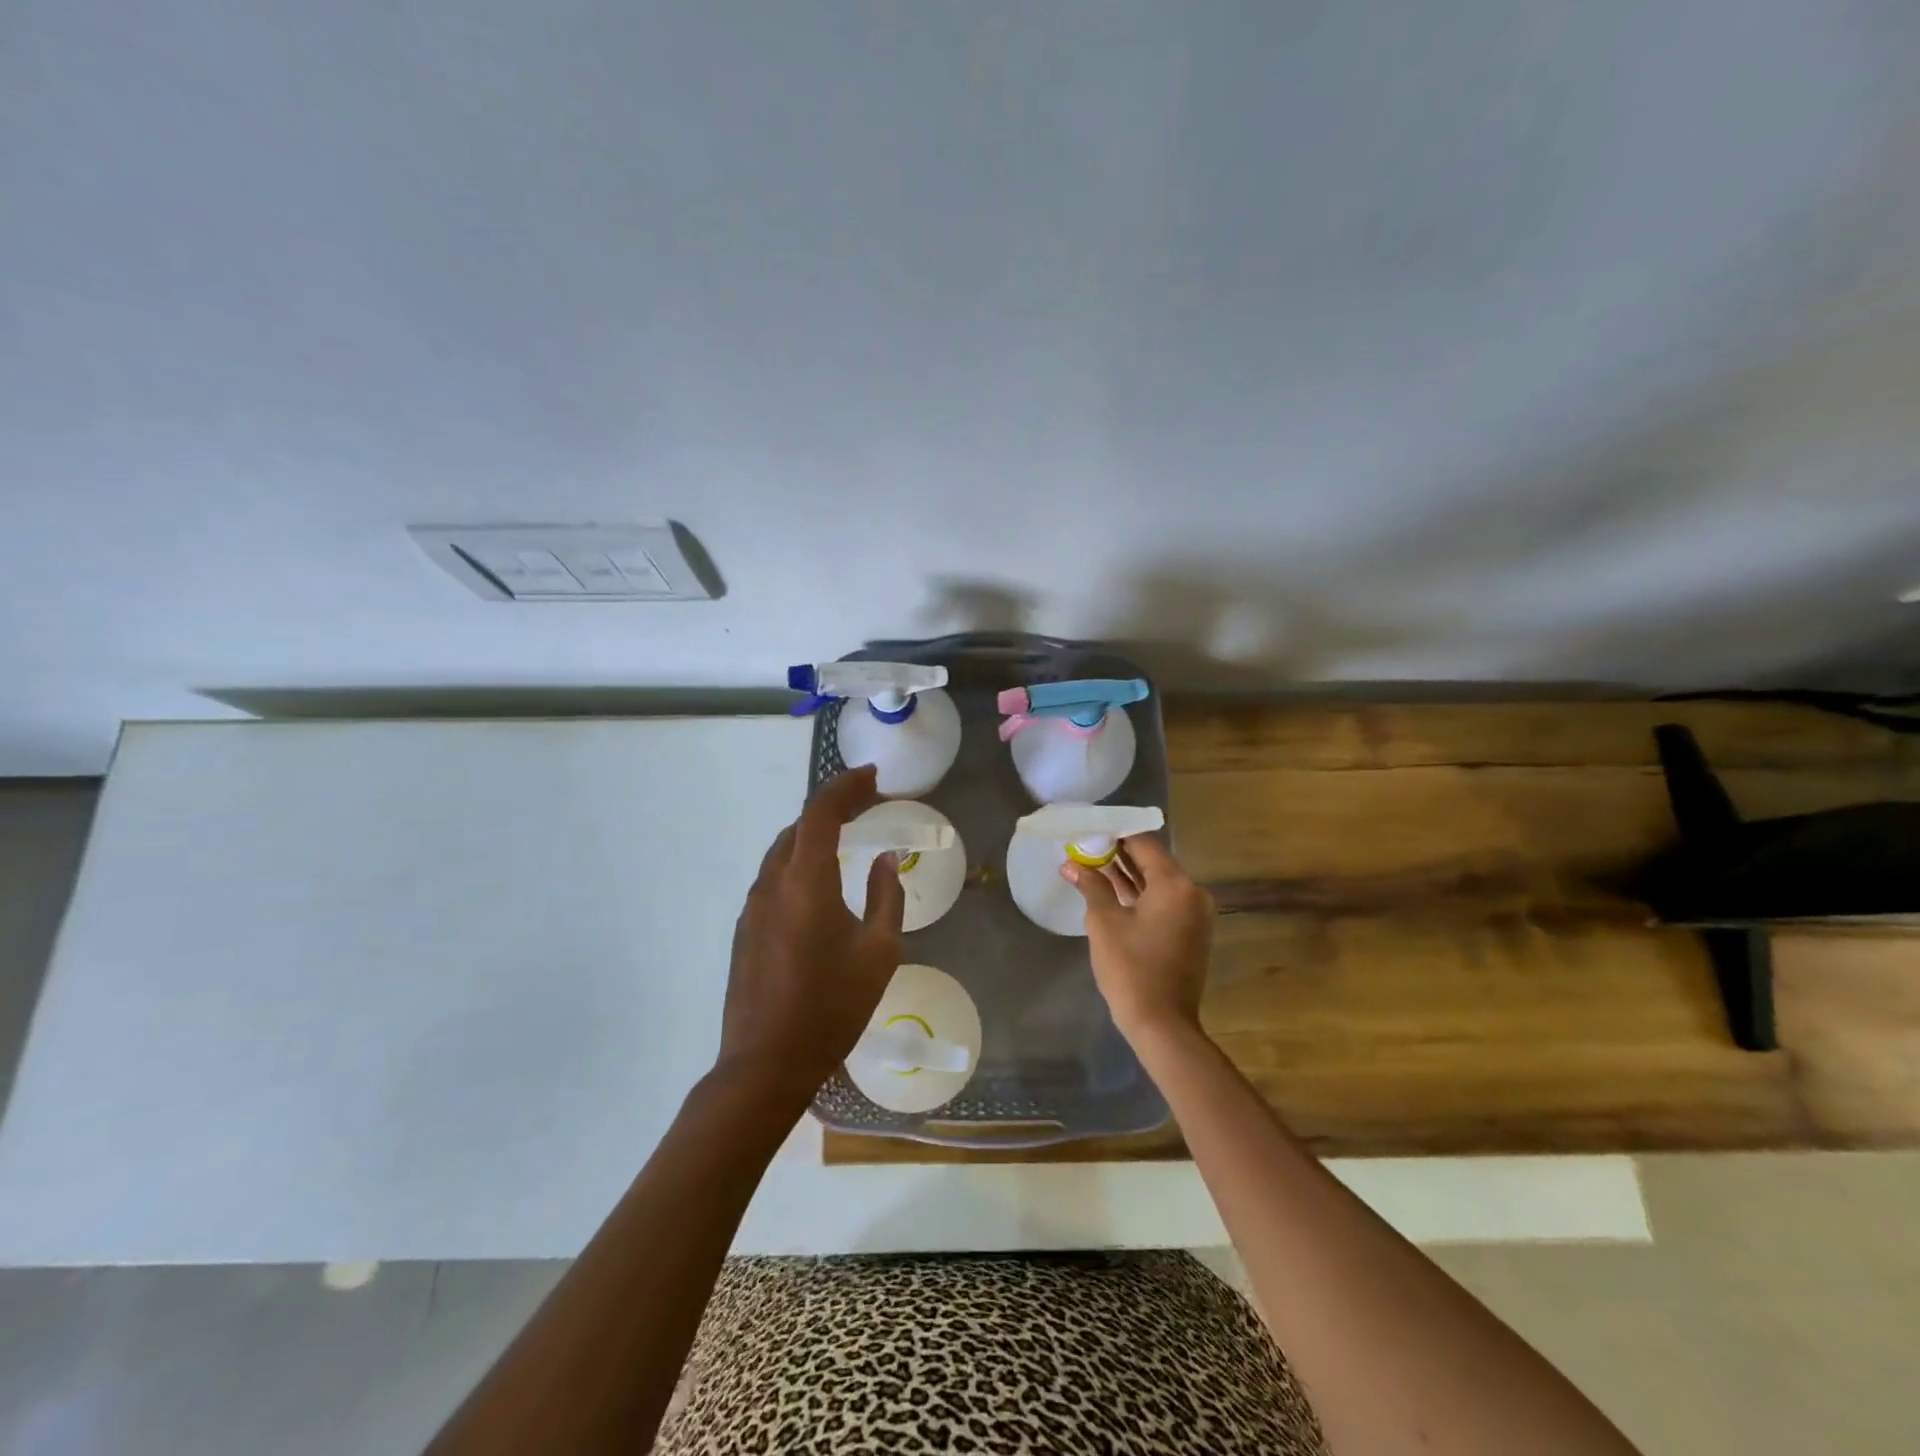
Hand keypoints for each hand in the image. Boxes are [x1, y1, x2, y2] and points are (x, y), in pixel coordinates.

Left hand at [717, 766, 904, 1104]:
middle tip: (869, 806)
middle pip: (799, 826)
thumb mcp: (878, 952)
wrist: (765, 1064)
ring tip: (847, 836)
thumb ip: (886, 896)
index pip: (821, 812)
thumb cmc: (831, 1007)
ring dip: (814, 834)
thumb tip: (885, 859)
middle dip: (833, 807)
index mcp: (805, 881)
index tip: (873, 777)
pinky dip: (799, 861)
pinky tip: (820, 882)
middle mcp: (772, 883)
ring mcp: (752, 907)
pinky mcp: (745, 929)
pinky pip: (774, 877)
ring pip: (783, 851)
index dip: (846, 786)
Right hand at [1062, 834, 1215, 1043]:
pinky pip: (1163, 900)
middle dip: (1118, 853)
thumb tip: (1070, 864)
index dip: (1114, 833)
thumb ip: (1091, 885)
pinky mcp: (1190, 931)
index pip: (1143, 843)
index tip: (1089, 829)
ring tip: (1091, 863)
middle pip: (1152, 860)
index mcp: (1175, 884)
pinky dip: (1140, 894)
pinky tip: (1110, 889)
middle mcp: (1192, 892)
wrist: (1162, 1024)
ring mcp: (1195, 913)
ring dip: (1127, 874)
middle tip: (1085, 846)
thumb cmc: (1131, 968)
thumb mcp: (1104, 922)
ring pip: (1157, 881)